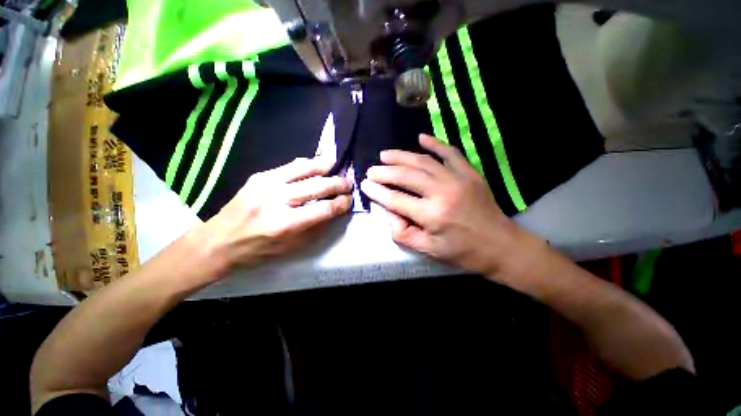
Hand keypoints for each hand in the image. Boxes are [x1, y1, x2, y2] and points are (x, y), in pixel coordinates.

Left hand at [202, 157, 351, 273]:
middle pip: (317, 186)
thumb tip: (335, 210)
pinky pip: (290, 166)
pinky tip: (316, 166)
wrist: (219, 241)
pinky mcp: (260, 176)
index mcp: (286, 224)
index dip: (342, 203)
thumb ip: (317, 227)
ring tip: (336, 164)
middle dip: (338, 184)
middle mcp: (277, 200)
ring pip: (305, 168)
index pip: (324, 209)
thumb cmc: (259, 250)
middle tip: (349, 183)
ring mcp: (266, 184)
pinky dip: (308, 165)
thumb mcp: (292, 247)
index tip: (350, 200)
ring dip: (325, 166)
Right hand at [361, 134, 517, 274]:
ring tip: (385, 154)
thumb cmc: (461, 251)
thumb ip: (402, 232)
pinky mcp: (470, 173)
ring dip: (401, 156)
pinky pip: (450, 153)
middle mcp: (442, 193)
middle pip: (406, 176)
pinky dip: (434, 143)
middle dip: (384, 172)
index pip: (395, 199)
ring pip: (423, 161)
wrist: (499, 245)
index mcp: (431, 215)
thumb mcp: (427, 249)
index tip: (365, 184)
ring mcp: (458, 179)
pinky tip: (420, 137)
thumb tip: (388, 211)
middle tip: (372, 170)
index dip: (377, 192)